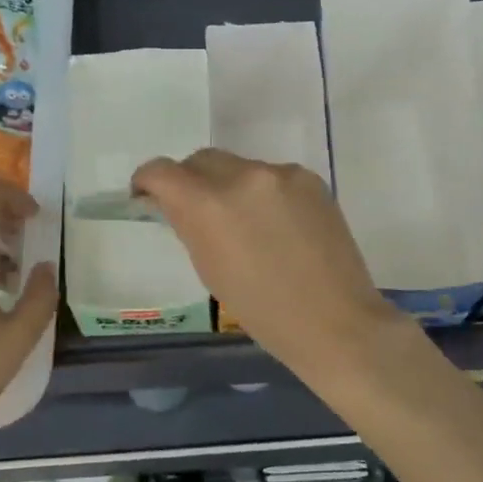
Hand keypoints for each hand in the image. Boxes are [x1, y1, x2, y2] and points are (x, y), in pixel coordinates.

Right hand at [131, 149, 405, 376]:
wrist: (334, 321)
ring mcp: (281, 174)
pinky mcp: (310, 178)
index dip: (147, 180)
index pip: (162, 170)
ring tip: (246, 224)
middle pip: (201, 160)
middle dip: (190, 180)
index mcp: (209, 204)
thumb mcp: (209, 269)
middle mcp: (243, 176)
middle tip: (195, 209)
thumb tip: (176, 203)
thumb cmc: (262, 311)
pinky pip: (273, 177)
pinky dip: (265, 194)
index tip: (147, 196)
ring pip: (240, 167)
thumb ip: (189, 225)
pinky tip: (279, 226)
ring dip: (230, 187)